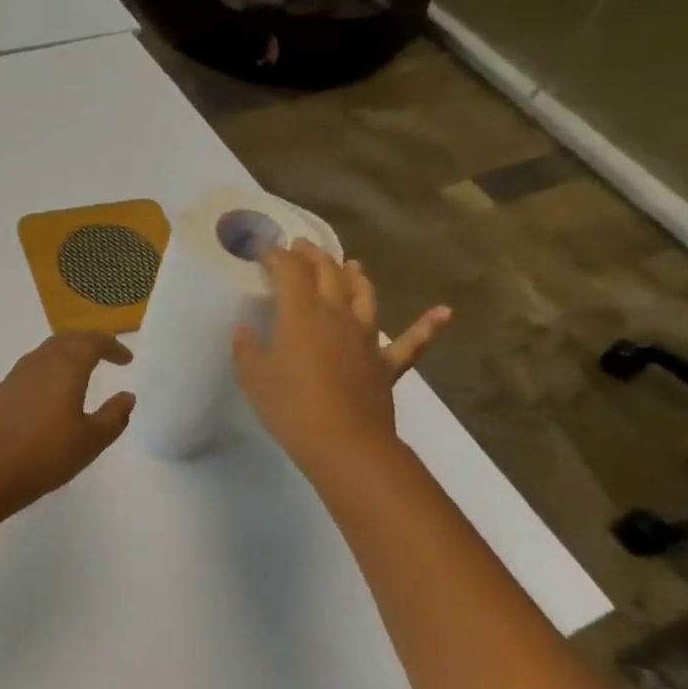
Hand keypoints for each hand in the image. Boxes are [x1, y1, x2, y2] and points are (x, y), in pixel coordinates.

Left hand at [0, 332, 135, 516]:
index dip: (112, 346)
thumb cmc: (46, 455)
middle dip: (89, 343)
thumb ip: (113, 416)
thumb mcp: (90, 441)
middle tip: (106, 356)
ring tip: (81, 371)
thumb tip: (127, 396)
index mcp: (66, 366)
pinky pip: (31, 369)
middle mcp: (40, 362)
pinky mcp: (0, 392)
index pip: (92, 342)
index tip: (126, 360)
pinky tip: (51, 393)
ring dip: (67, 354)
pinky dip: (49, 370)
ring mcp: (16, 375)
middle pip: (68, 339)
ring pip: (46, 352)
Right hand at [231, 240, 448, 476]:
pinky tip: (443, 312)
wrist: (344, 443)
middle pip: (328, 273)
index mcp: (301, 313)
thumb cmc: (290, 406)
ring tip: (351, 264)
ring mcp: (366, 337)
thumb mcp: (254, 377)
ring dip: (356, 276)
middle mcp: (336, 314)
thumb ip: (247, 348)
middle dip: (312, 255)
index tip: (263, 248)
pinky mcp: (386, 364)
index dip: (275, 254)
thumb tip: (244, 329)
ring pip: (364, 296)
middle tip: (300, 246)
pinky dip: (427, 326)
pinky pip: (411, 342)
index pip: (288, 270)